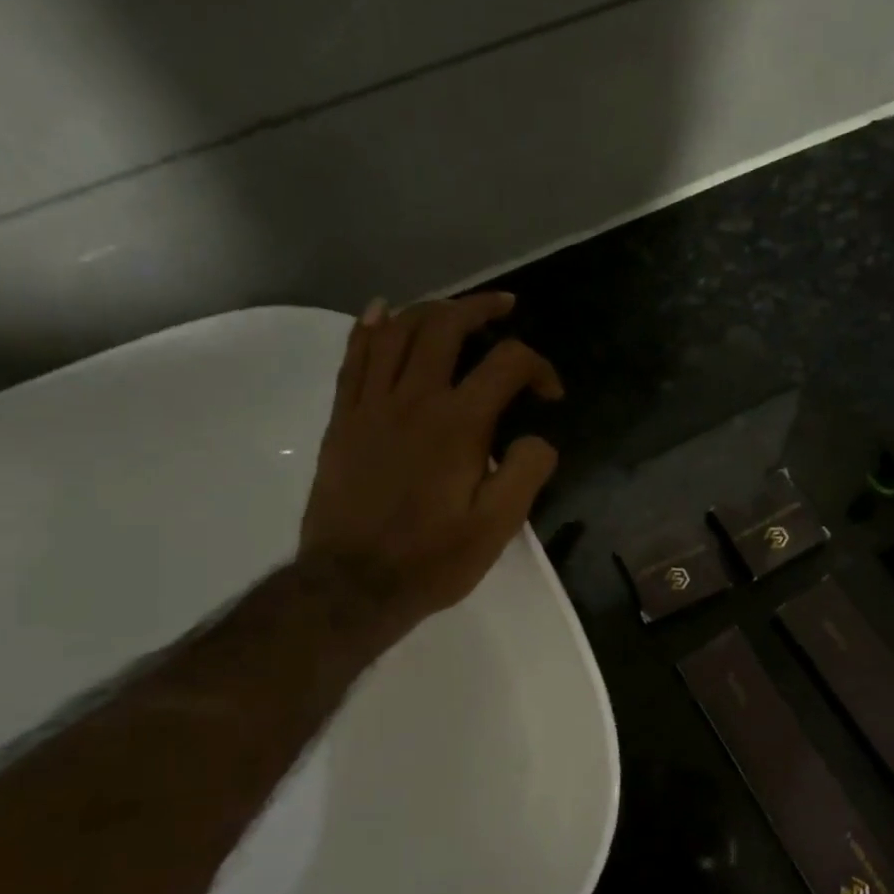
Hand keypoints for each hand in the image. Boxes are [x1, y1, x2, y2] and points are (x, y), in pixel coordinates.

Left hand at [298, 292, 563, 644]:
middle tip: (505, 308)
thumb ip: (527, 472)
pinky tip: (382, 311)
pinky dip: (370, 327)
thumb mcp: (498, 526)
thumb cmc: (432, 558)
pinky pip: (354, 357)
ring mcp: (371, 405)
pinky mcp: (343, 419)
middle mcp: (414, 399)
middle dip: (481, 308)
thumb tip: (539, 438)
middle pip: (446, 325)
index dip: (538, 367)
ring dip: (431, 309)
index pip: (507, 363)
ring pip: (398, 331)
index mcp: (458, 423)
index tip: (550, 395)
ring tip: (455, 308)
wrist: (353, 585)